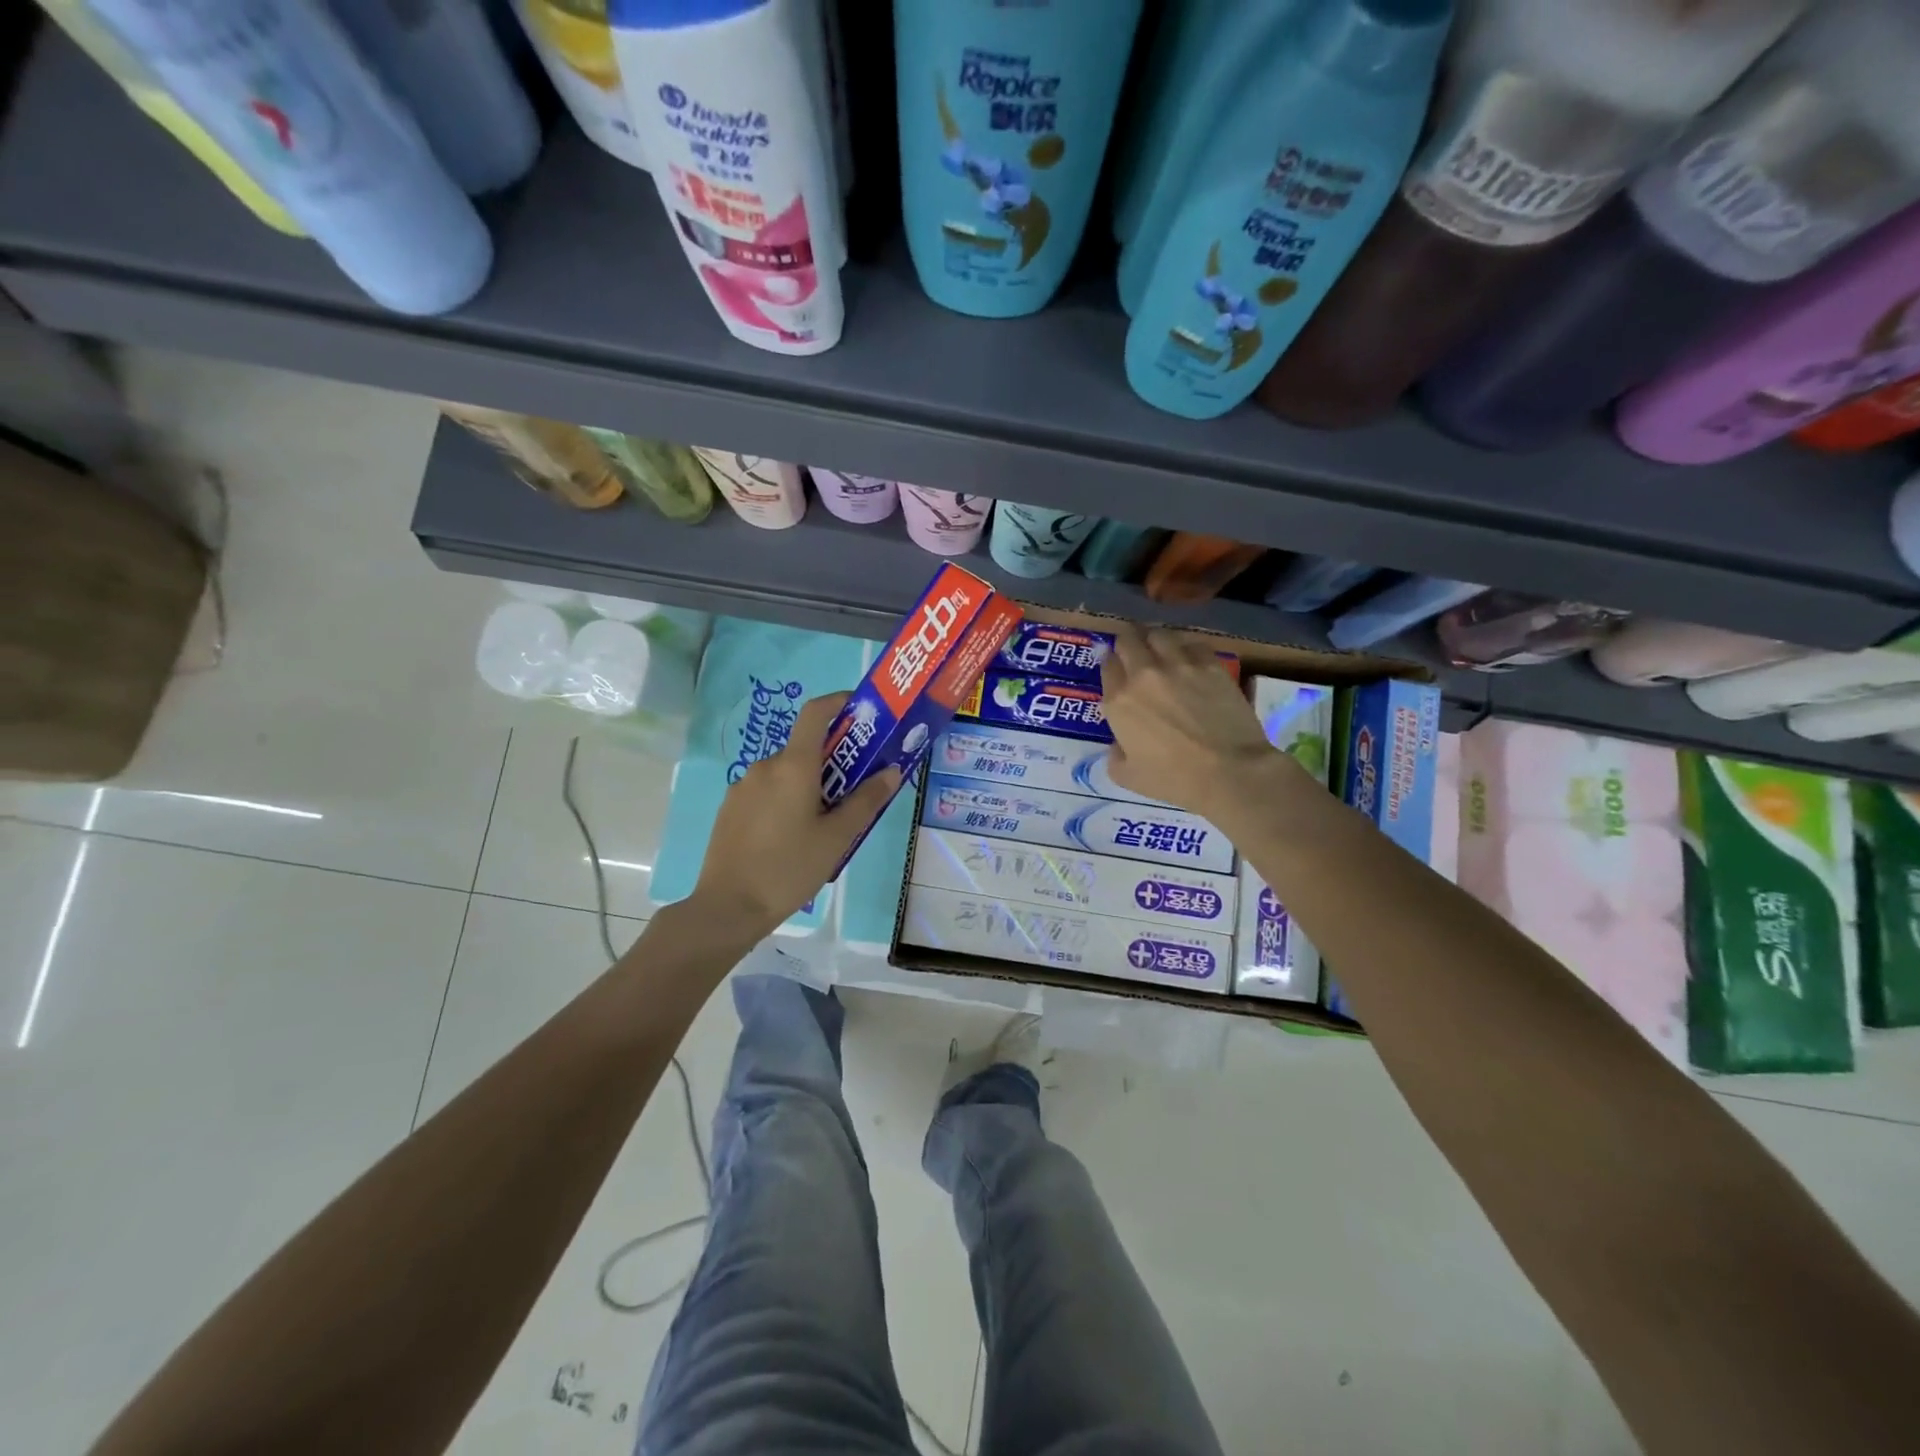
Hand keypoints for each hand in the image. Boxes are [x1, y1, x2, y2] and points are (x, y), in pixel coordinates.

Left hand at [690, 692, 901, 942]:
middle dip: (832, 760)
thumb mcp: (837, 837)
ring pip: (785, 773)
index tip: (861, 711)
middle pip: (804, 748)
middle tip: (855, 790)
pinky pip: (767, 791)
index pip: (815, 713)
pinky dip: (786, 799)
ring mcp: (743, 786)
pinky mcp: (730, 808)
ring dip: (809, 784)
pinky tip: (792, 837)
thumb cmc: (790, 868)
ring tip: (825, 823)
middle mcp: (765, 766)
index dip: (838, 702)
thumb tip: (891, 771)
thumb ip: (866, 800)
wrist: (728, 907)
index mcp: (793, 766)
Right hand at [1100, 624, 1297, 818]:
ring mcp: (1179, 665)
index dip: (1110, 664)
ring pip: (1159, 634)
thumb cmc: (1174, 779)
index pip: (1107, 664)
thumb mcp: (1127, 776)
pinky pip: (1193, 644)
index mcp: (1119, 701)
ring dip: (1155, 641)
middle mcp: (1144, 673)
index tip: (1116, 669)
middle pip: (1128, 639)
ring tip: (1161, 651)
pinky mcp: (1210, 665)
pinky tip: (1191, 661)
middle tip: (1134, 652)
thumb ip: (1115, 754)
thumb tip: (1120, 743)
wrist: (1229, 771)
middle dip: (1127, 643)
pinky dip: (1187, 649)